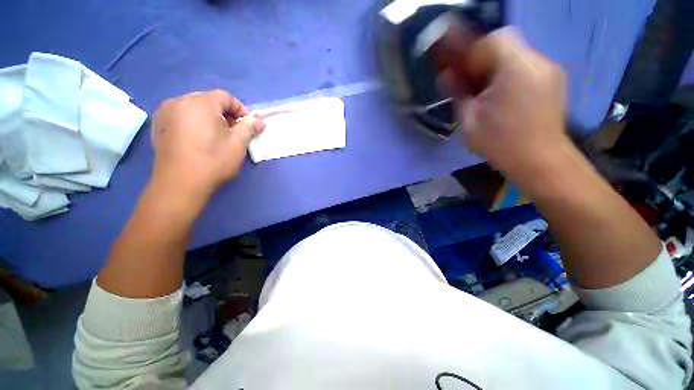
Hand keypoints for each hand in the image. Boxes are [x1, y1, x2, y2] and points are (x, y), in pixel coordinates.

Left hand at [150, 90, 264, 203]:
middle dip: (224, 113)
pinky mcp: (158, 125)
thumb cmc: (213, 161)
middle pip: (208, 100)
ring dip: (209, 117)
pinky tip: (198, 139)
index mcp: (200, 103)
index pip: (225, 97)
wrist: (180, 184)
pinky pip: (181, 116)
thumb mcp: (238, 144)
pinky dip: (193, 122)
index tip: (247, 126)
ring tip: (216, 136)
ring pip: (193, 107)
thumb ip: (250, 127)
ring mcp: (165, 113)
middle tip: (233, 132)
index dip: (240, 109)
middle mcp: (179, 101)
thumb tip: (260, 120)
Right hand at [452, 28, 568, 179]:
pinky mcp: (553, 80)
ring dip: (495, 68)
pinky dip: (510, 74)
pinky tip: (502, 96)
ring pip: (515, 54)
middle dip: (482, 59)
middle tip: (470, 82)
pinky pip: (526, 66)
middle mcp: (537, 62)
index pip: (492, 39)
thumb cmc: (500, 143)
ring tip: (485, 92)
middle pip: (505, 44)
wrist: (539, 161)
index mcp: (516, 69)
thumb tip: (446, 75)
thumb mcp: (469, 120)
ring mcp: (549, 70)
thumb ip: (457, 93)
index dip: (472, 52)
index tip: (460, 71)